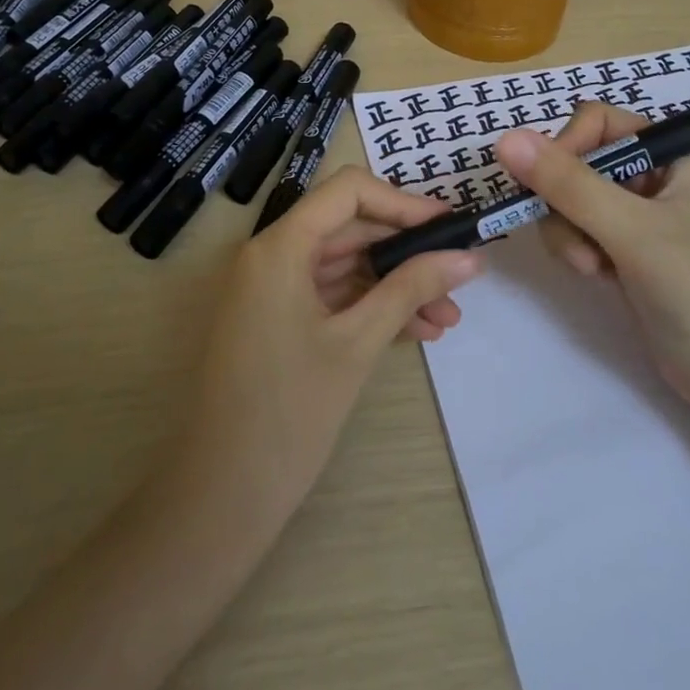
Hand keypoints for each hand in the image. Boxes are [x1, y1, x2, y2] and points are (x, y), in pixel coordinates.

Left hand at [173, 166, 480, 529]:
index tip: (449, 226)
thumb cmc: (288, 412)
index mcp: (280, 246)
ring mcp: (272, 290)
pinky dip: (372, 309)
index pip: (348, 192)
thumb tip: (469, 257)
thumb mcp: (358, 343)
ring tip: (449, 318)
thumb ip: (412, 290)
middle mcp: (271, 256)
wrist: (220, 497)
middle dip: (407, 252)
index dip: (403, 203)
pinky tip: (418, 333)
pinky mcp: (278, 321)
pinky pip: (332, 298)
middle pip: (350, 229)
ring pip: (346, 267)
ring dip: (396, 287)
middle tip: (459, 274)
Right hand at [495, 104, 689, 421]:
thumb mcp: (632, 231)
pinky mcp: (628, 248)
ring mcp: (641, 214)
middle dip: (565, 201)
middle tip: (573, 239)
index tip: (548, 188)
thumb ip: (568, 184)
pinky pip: (580, 228)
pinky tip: (597, 275)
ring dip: (568, 231)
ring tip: (589, 267)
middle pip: (579, 160)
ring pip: (572, 198)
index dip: (566, 147)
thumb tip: (505, 139)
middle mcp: (657, 175)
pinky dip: (577, 248)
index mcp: (674, 154)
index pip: (598, 122)